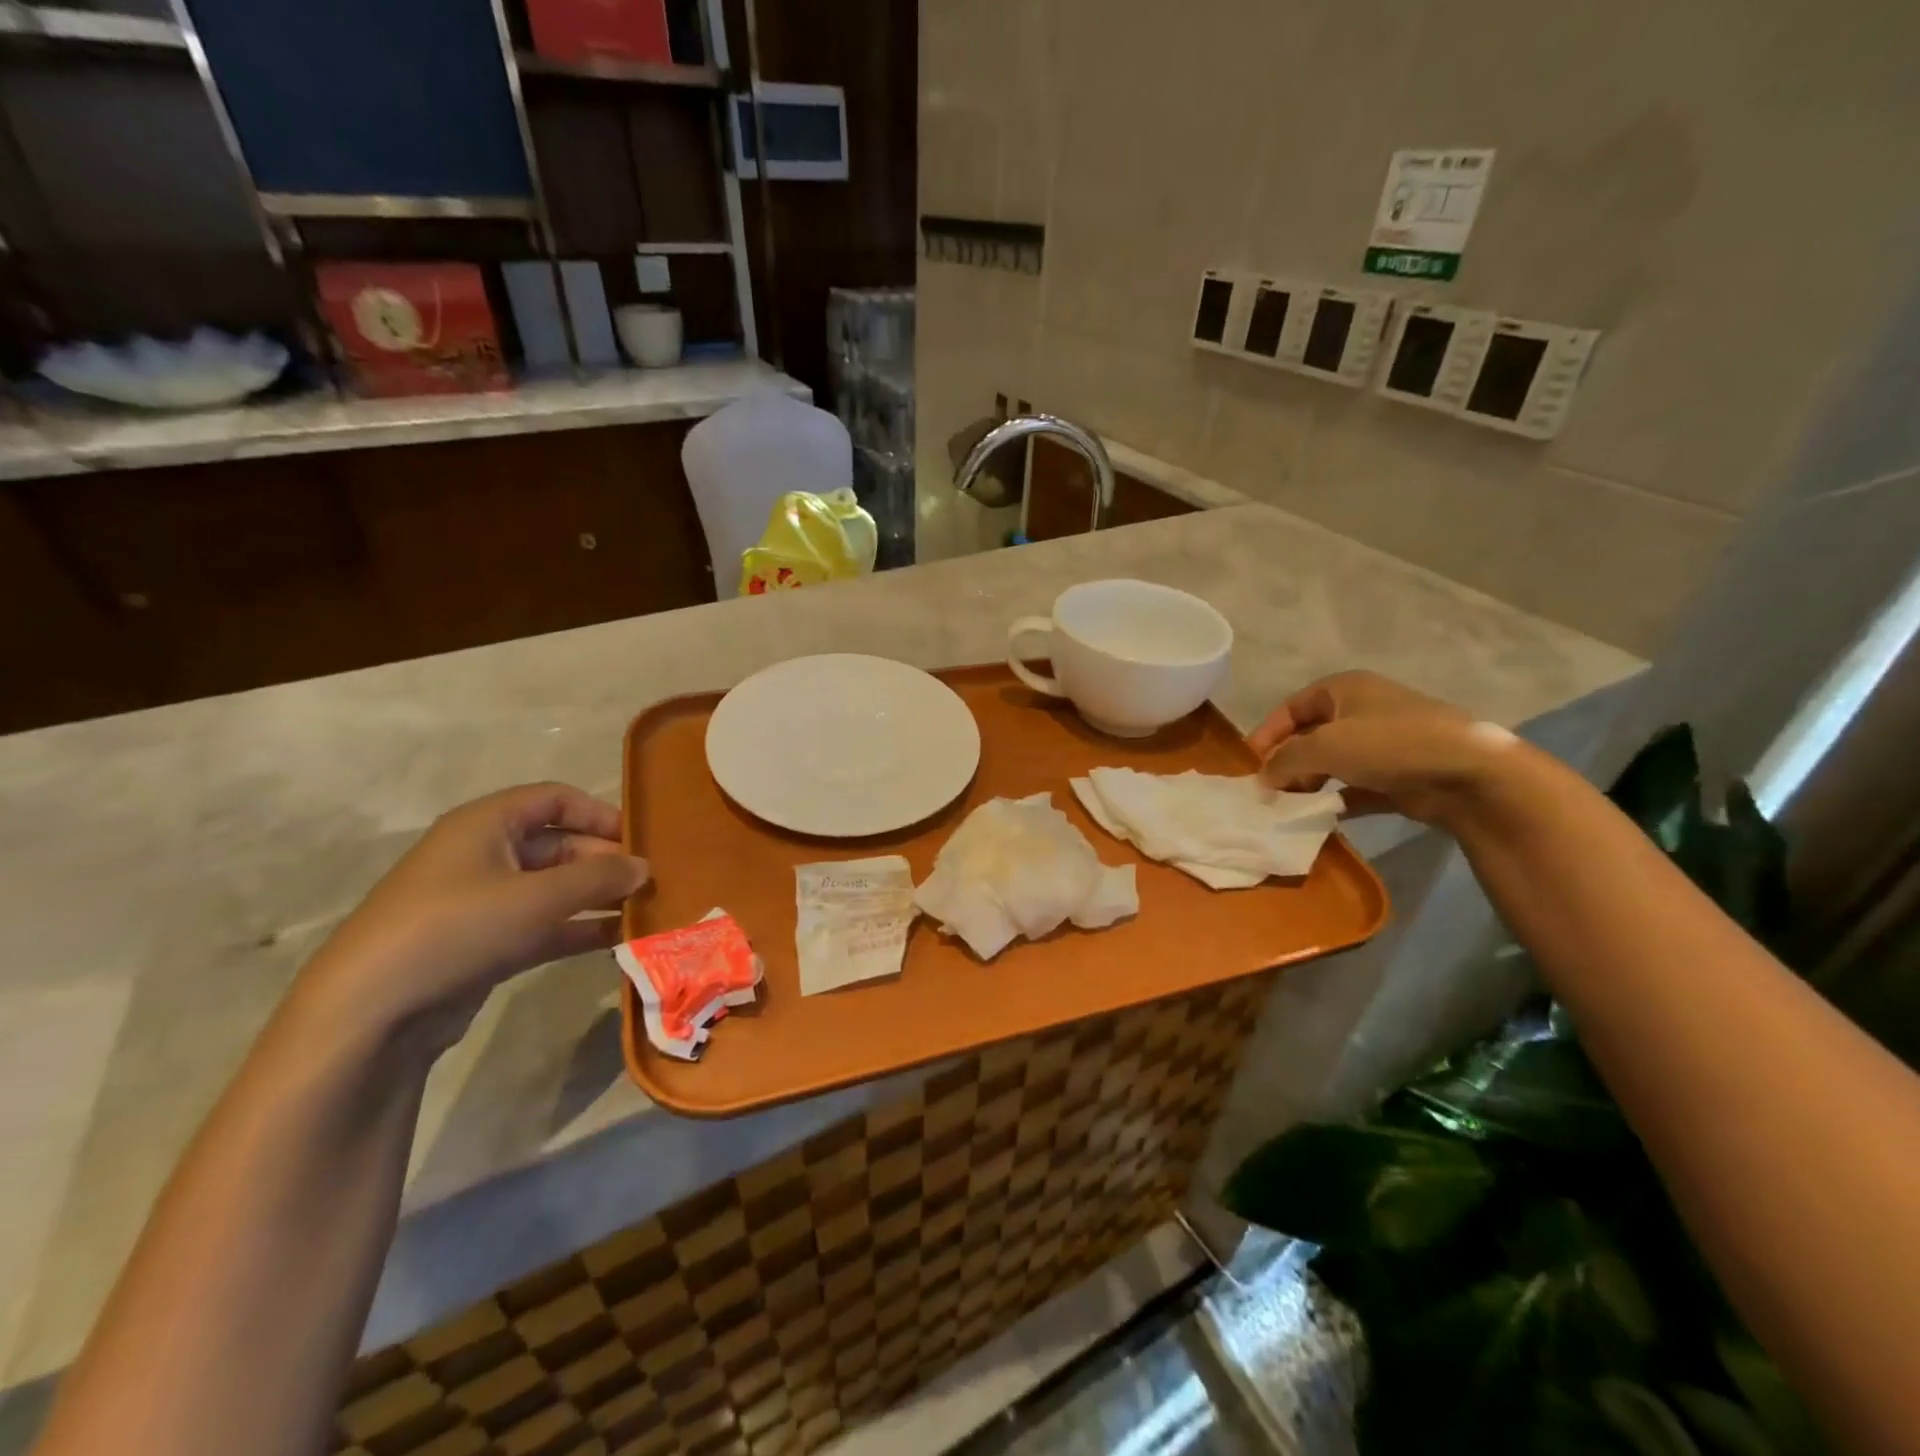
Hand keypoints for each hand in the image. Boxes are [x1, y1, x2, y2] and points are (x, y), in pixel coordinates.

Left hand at [293, 783, 649, 1053]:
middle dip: (606, 861)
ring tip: (645, 910)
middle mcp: (486, 854)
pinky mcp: (487, 943)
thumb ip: (599, 878)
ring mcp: (485, 902)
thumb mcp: (536, 897)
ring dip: (598, 897)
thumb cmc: (457, 928)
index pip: (556, 799)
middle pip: (560, 844)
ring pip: (555, 888)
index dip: (600, 813)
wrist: (372, 1013)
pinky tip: (618, 939)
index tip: (641, 839)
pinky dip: (579, 928)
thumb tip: (645, 867)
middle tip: (650, 884)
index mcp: (487, 824)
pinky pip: (545, 925)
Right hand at [1247, 671, 1513, 825]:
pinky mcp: (1399, 775)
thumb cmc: (1389, 744)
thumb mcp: (1323, 746)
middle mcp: (1362, 710)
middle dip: (1287, 763)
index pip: (1290, 708)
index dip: (1266, 734)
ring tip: (1293, 806)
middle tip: (1270, 790)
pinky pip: (1356, 787)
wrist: (1469, 773)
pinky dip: (1337, 800)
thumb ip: (1285, 761)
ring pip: (1332, 763)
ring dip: (1310, 784)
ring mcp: (1384, 743)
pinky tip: (1323, 818)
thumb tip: (1264, 778)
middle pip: (1310, 736)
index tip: (1250, 764)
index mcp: (1344, 689)